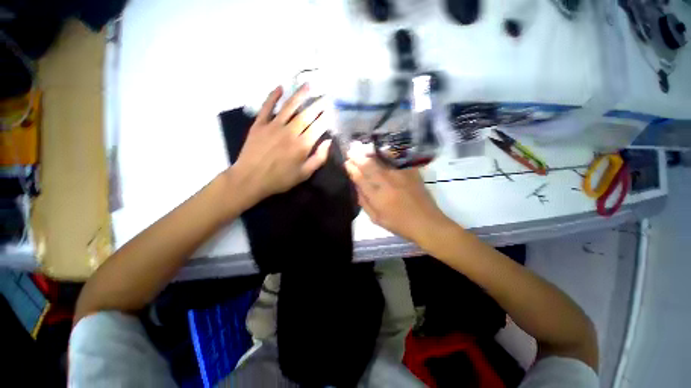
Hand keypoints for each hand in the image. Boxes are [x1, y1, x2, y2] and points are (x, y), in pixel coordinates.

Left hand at [229, 85, 330, 205]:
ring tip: (308, 85)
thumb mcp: (304, 174)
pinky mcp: (259, 124)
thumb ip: (318, 158)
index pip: (318, 127)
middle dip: (317, 105)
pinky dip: (273, 96)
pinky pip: (267, 107)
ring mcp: (273, 126)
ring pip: (289, 107)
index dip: (326, 118)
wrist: (250, 179)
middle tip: (325, 96)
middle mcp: (290, 132)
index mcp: (302, 145)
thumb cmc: (280, 179)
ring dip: (300, 95)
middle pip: (306, 115)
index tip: (332, 111)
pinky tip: (280, 88)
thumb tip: (328, 142)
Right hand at [344, 142, 451, 244]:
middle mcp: (387, 182)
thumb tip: (356, 186)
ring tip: (361, 149)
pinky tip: (380, 151)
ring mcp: (400, 175)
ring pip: (380, 160)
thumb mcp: (376, 218)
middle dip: (357, 157)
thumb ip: (364, 202)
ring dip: (369, 154)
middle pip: (368, 165)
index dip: (351, 169)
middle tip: (350, 151)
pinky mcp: (411, 171)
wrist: (426, 222)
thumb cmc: (399, 224)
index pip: (360, 178)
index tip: (346, 163)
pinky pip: (396, 159)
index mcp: (378, 197)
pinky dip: (386, 154)